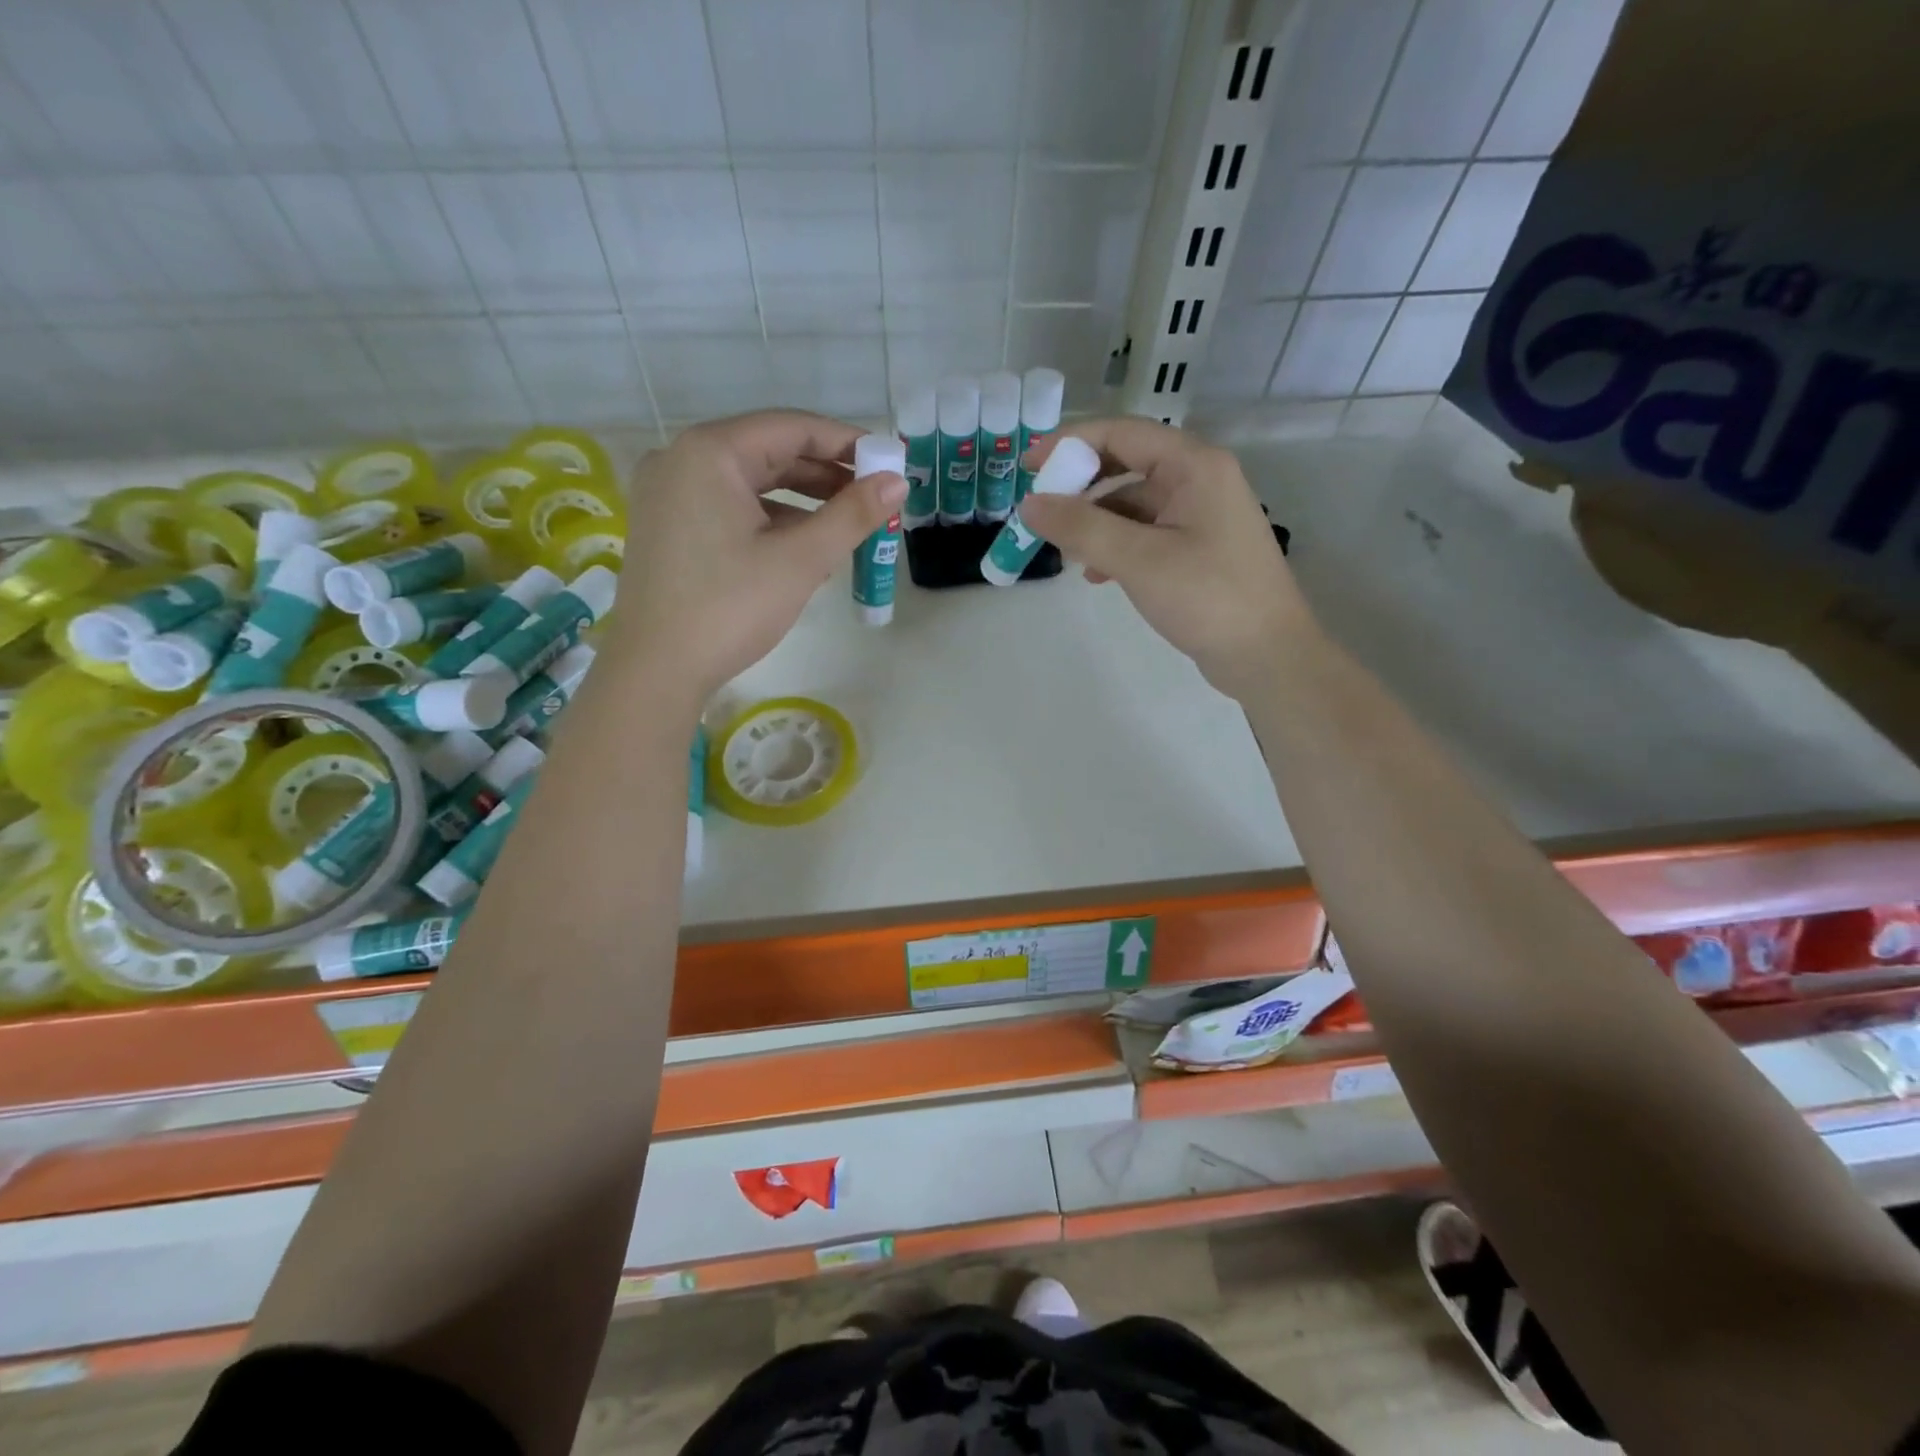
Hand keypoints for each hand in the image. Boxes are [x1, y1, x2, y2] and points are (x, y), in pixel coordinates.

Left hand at [609, 410, 905, 702]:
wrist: (656, 670)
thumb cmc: (730, 608)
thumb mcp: (800, 560)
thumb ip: (852, 515)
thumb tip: (898, 483)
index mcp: (709, 452)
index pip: (791, 428)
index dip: (846, 443)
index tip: (888, 462)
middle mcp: (680, 458)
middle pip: (768, 452)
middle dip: (825, 474)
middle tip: (874, 496)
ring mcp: (668, 493)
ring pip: (750, 482)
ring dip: (801, 499)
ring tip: (847, 522)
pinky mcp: (667, 526)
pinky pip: (729, 506)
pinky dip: (769, 518)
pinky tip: (803, 544)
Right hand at [1019, 418, 1311, 699]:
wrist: (1267, 656)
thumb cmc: (1208, 597)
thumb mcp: (1138, 559)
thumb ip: (1081, 528)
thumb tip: (1030, 504)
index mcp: (1193, 465)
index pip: (1122, 433)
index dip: (1070, 443)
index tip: (1028, 465)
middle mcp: (1199, 480)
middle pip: (1127, 465)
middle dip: (1081, 487)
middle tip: (1041, 511)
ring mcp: (1201, 515)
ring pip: (1133, 504)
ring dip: (1096, 523)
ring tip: (1067, 553)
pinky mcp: (1198, 549)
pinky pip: (1146, 533)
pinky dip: (1117, 547)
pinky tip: (1097, 575)